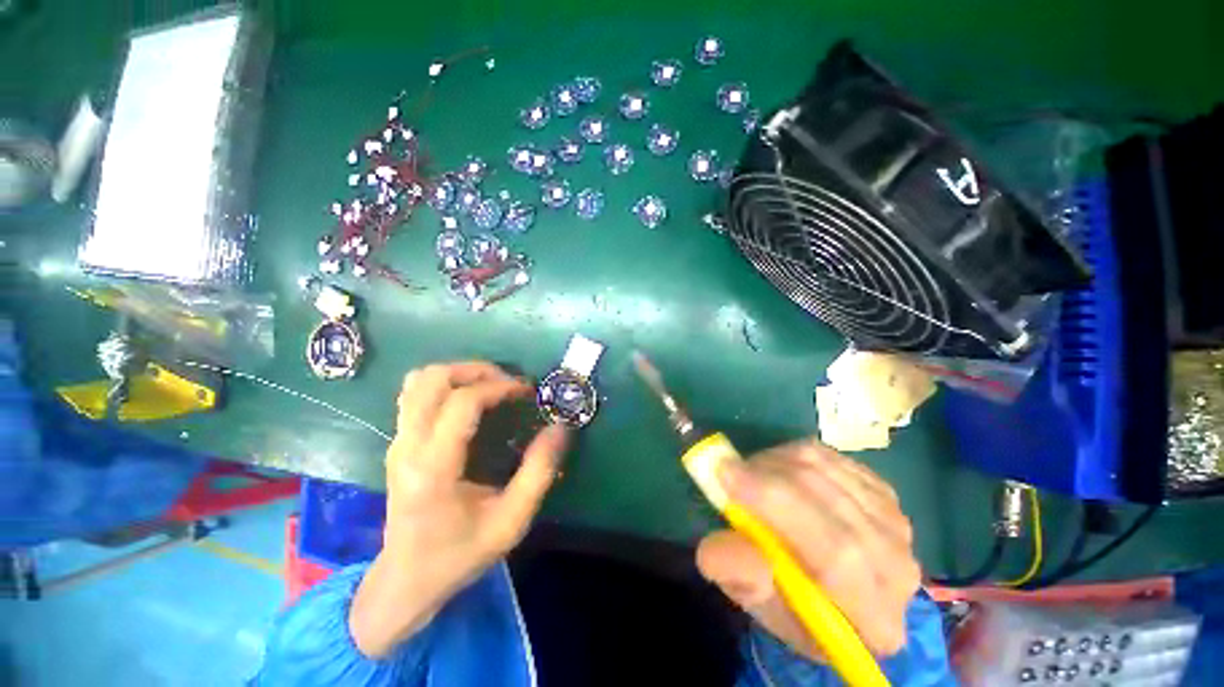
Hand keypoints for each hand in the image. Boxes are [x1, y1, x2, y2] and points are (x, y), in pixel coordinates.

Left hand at [350, 362, 568, 657]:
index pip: (462, 403)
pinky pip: (416, 394)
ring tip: (490, 385)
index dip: (499, 387)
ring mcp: (397, 442)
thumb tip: (560, 428)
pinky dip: (445, 385)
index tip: (527, 392)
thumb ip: (539, 472)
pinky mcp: (397, 442)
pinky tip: (469, 402)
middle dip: (476, 369)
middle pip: (432, 378)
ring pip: (418, 381)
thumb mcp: (511, 521)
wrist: (406, 580)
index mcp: (433, 468)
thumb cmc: (460, 554)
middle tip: (508, 383)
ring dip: (459, 373)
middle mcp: (408, 447)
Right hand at [696, 440, 919, 658]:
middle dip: (769, 476)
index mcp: (872, 620)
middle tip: (728, 467)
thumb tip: (732, 539)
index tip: (726, 473)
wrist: (822, 590)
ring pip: (828, 470)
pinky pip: (831, 457)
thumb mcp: (748, 598)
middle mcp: (898, 572)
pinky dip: (794, 455)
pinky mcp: (884, 493)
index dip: (775, 503)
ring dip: (777, 462)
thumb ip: (736, 574)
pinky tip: (779, 472)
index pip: (835, 555)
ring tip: (751, 474)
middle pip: (833, 503)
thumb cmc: (784, 600)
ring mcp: (897, 526)